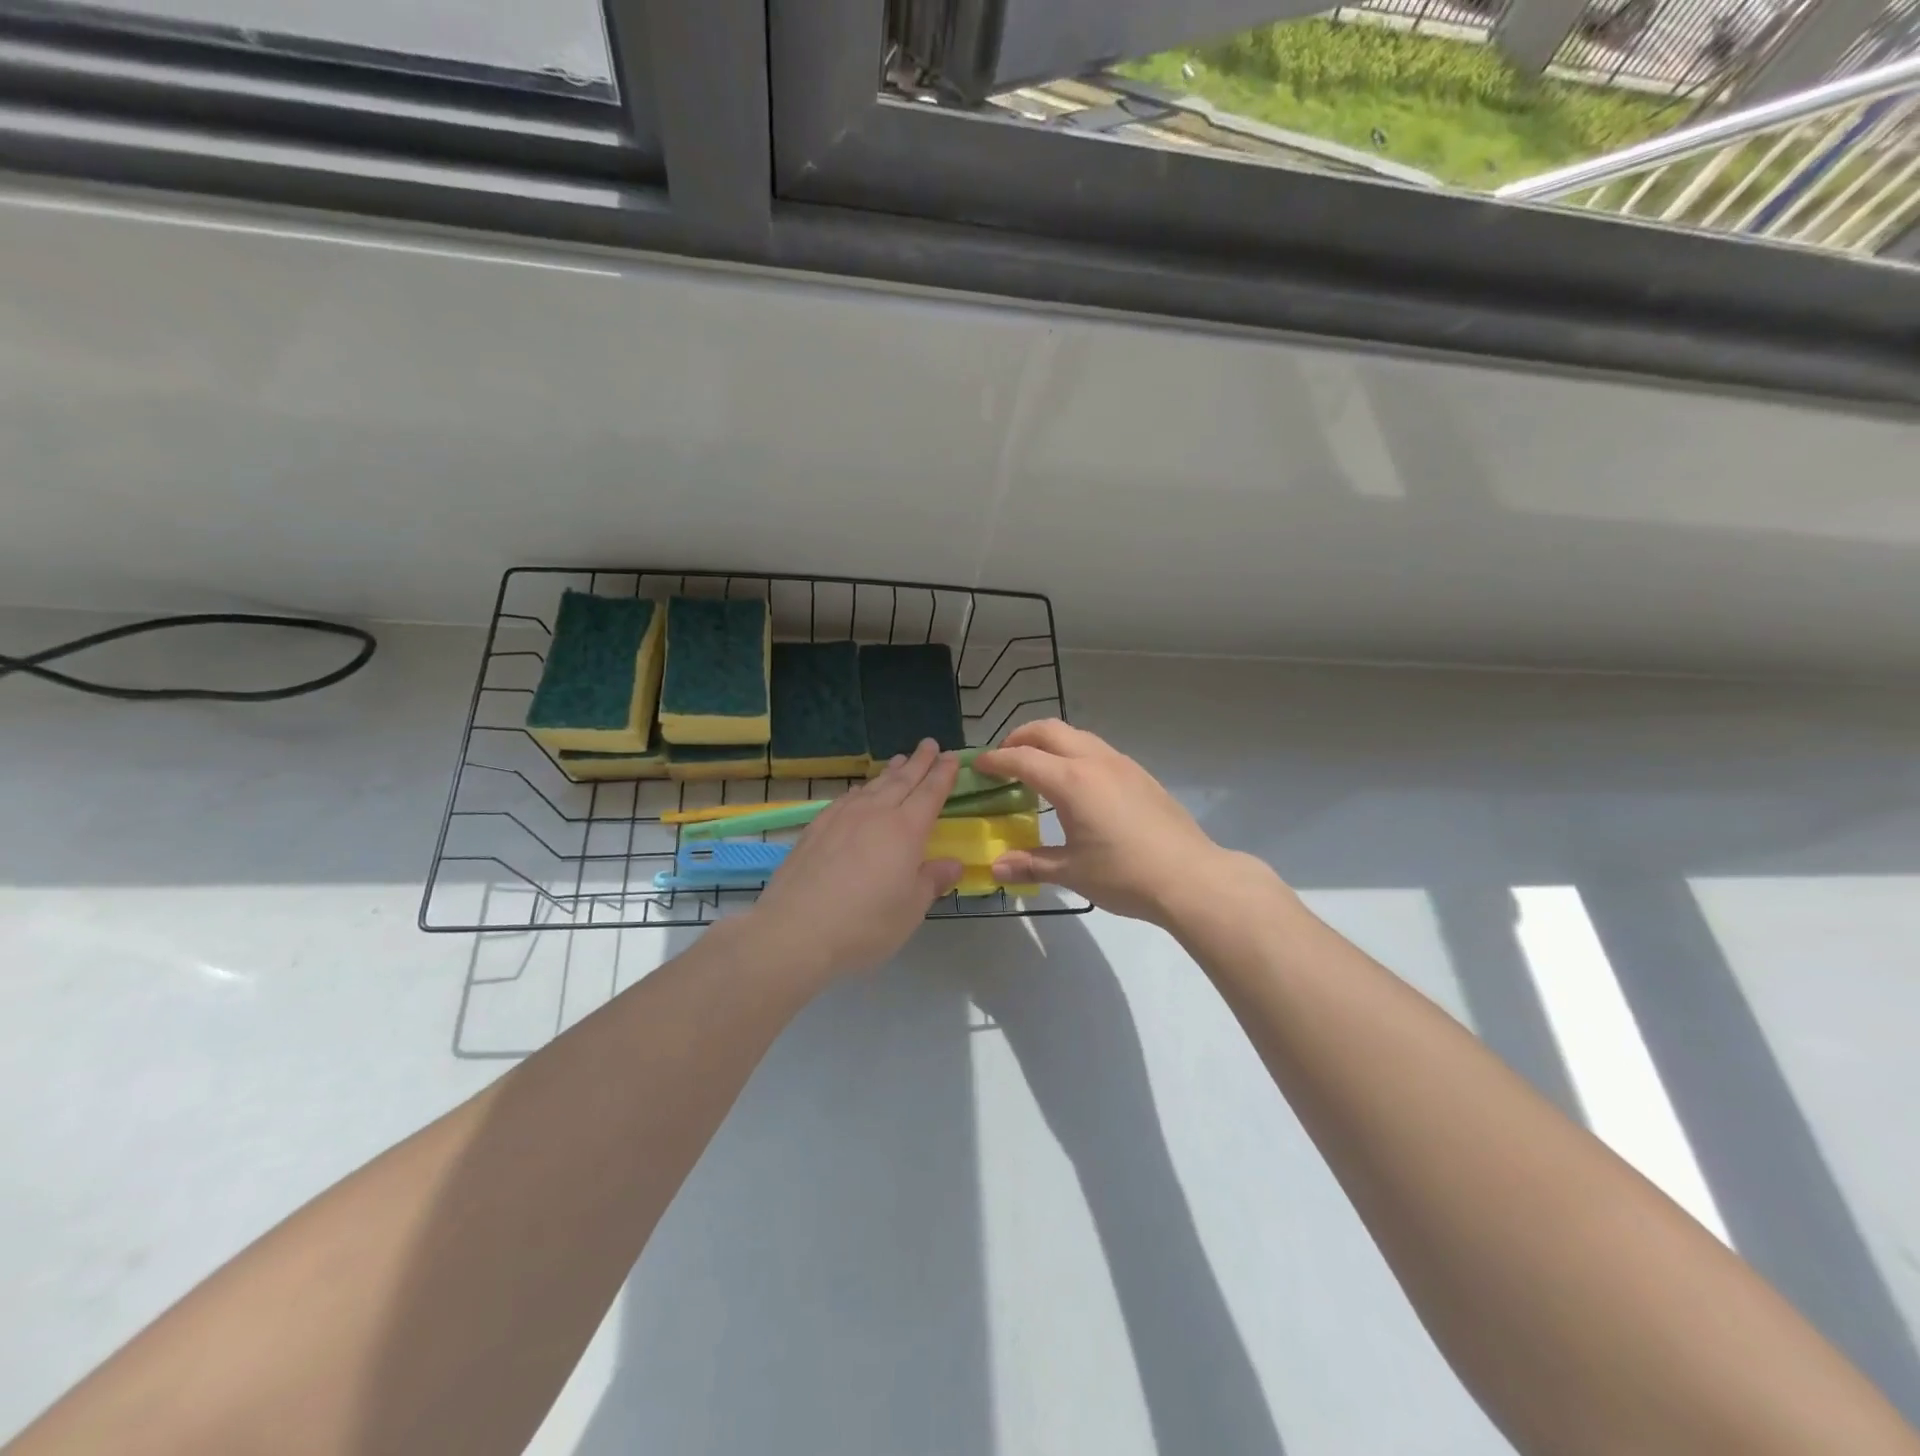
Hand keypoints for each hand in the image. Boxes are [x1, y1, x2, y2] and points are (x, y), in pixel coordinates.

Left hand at [748, 739, 963, 980]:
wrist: (796, 930)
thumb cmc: (865, 923)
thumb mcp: (911, 909)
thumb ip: (932, 881)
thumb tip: (953, 863)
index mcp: (906, 830)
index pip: (930, 793)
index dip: (943, 774)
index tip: (952, 756)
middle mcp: (875, 813)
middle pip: (902, 780)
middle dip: (919, 762)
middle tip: (930, 744)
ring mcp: (842, 817)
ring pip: (873, 786)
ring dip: (890, 772)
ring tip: (899, 760)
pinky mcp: (816, 828)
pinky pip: (846, 798)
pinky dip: (860, 790)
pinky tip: (859, 792)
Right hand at [975, 720, 1271, 925]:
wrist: (1190, 876)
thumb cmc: (1124, 875)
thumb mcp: (1072, 873)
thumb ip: (1031, 864)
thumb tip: (995, 868)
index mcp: (1071, 781)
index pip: (1022, 758)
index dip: (995, 760)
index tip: (977, 765)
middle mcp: (1094, 761)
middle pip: (1048, 730)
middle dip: (1020, 737)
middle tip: (1004, 759)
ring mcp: (1121, 764)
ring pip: (1076, 735)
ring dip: (1049, 742)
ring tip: (1038, 768)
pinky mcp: (1139, 774)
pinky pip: (1096, 749)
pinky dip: (1074, 752)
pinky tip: (1076, 784)